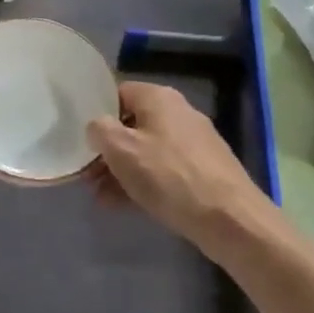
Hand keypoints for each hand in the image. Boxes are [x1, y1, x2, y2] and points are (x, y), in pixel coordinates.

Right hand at [89, 81, 268, 248]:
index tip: (83, 140)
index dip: (97, 114)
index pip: (118, 93)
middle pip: (133, 124)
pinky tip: (126, 205)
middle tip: (88, 176)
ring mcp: (195, 142)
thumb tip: (97, 126)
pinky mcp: (205, 170)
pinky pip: (165, 170)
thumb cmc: (169, 176)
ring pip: (148, 150)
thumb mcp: (121, 149)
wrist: (230, 219)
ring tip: (102, 197)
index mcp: (158, 97)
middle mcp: (179, 112)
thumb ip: (99, 130)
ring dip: (123, 170)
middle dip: (109, 150)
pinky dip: (145, 182)